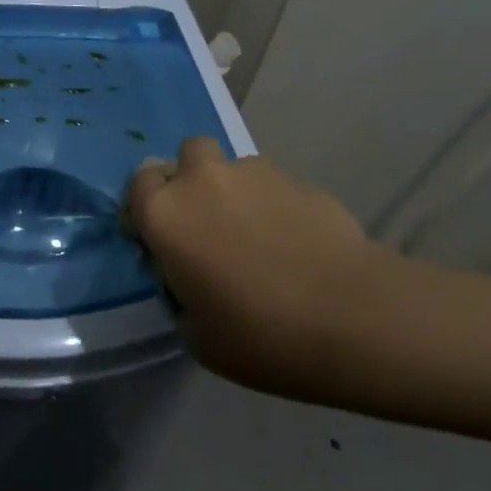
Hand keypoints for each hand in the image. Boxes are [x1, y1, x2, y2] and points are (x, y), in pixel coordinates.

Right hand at [125, 139, 393, 397]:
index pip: (139, 185)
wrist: (351, 316)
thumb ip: (179, 293)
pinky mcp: (297, 179)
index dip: (147, 209)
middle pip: (186, 155)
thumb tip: (188, 276)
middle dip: (191, 181)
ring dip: (234, 193)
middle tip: (207, 224)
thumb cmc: (259, 334)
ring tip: (259, 237)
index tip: (161, 240)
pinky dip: (273, 206)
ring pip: (232, 169)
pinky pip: (272, 186)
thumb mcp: (197, 334)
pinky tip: (294, 244)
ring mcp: (253, 173)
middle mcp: (202, 180)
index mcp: (165, 214)